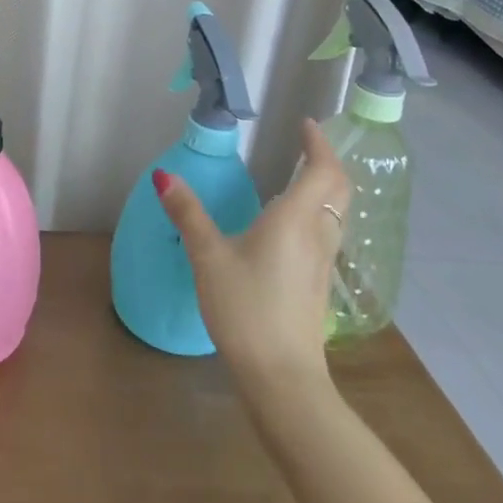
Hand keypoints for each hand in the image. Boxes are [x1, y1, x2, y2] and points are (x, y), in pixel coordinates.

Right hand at [153, 118, 349, 395]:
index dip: (318, 144)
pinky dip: (318, 214)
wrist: (282, 377)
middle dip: (327, 162)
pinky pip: (327, 235)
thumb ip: (188, 214)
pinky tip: (292, 228)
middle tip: (307, 146)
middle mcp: (317, 235)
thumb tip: (164, 175)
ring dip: (325, 189)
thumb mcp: (208, 257)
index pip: (322, 170)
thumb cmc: (245, 308)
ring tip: (300, 178)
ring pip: (336, 214)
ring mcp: (322, 263)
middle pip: (338, 190)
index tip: (307, 125)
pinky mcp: (318, 286)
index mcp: (294, 219)